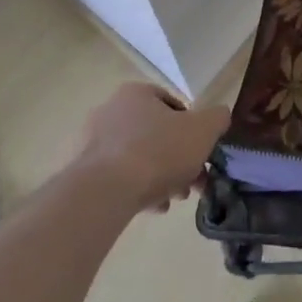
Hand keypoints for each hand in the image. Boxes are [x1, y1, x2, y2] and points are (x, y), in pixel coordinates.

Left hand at [70, 83, 230, 212]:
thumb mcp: (203, 130)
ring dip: (160, 176)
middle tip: (191, 182)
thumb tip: (219, 116)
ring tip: (173, 199)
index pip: (172, 104)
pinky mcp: (83, 172)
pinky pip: (118, 177)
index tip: (201, 152)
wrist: (106, 192)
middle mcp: (111, 110)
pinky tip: (152, 207)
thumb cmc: (158, 151)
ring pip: (138, 157)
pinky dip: (137, 188)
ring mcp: (93, 142)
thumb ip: (217, 118)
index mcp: (137, 93)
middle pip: (156, 134)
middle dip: (178, 158)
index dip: (193, 129)